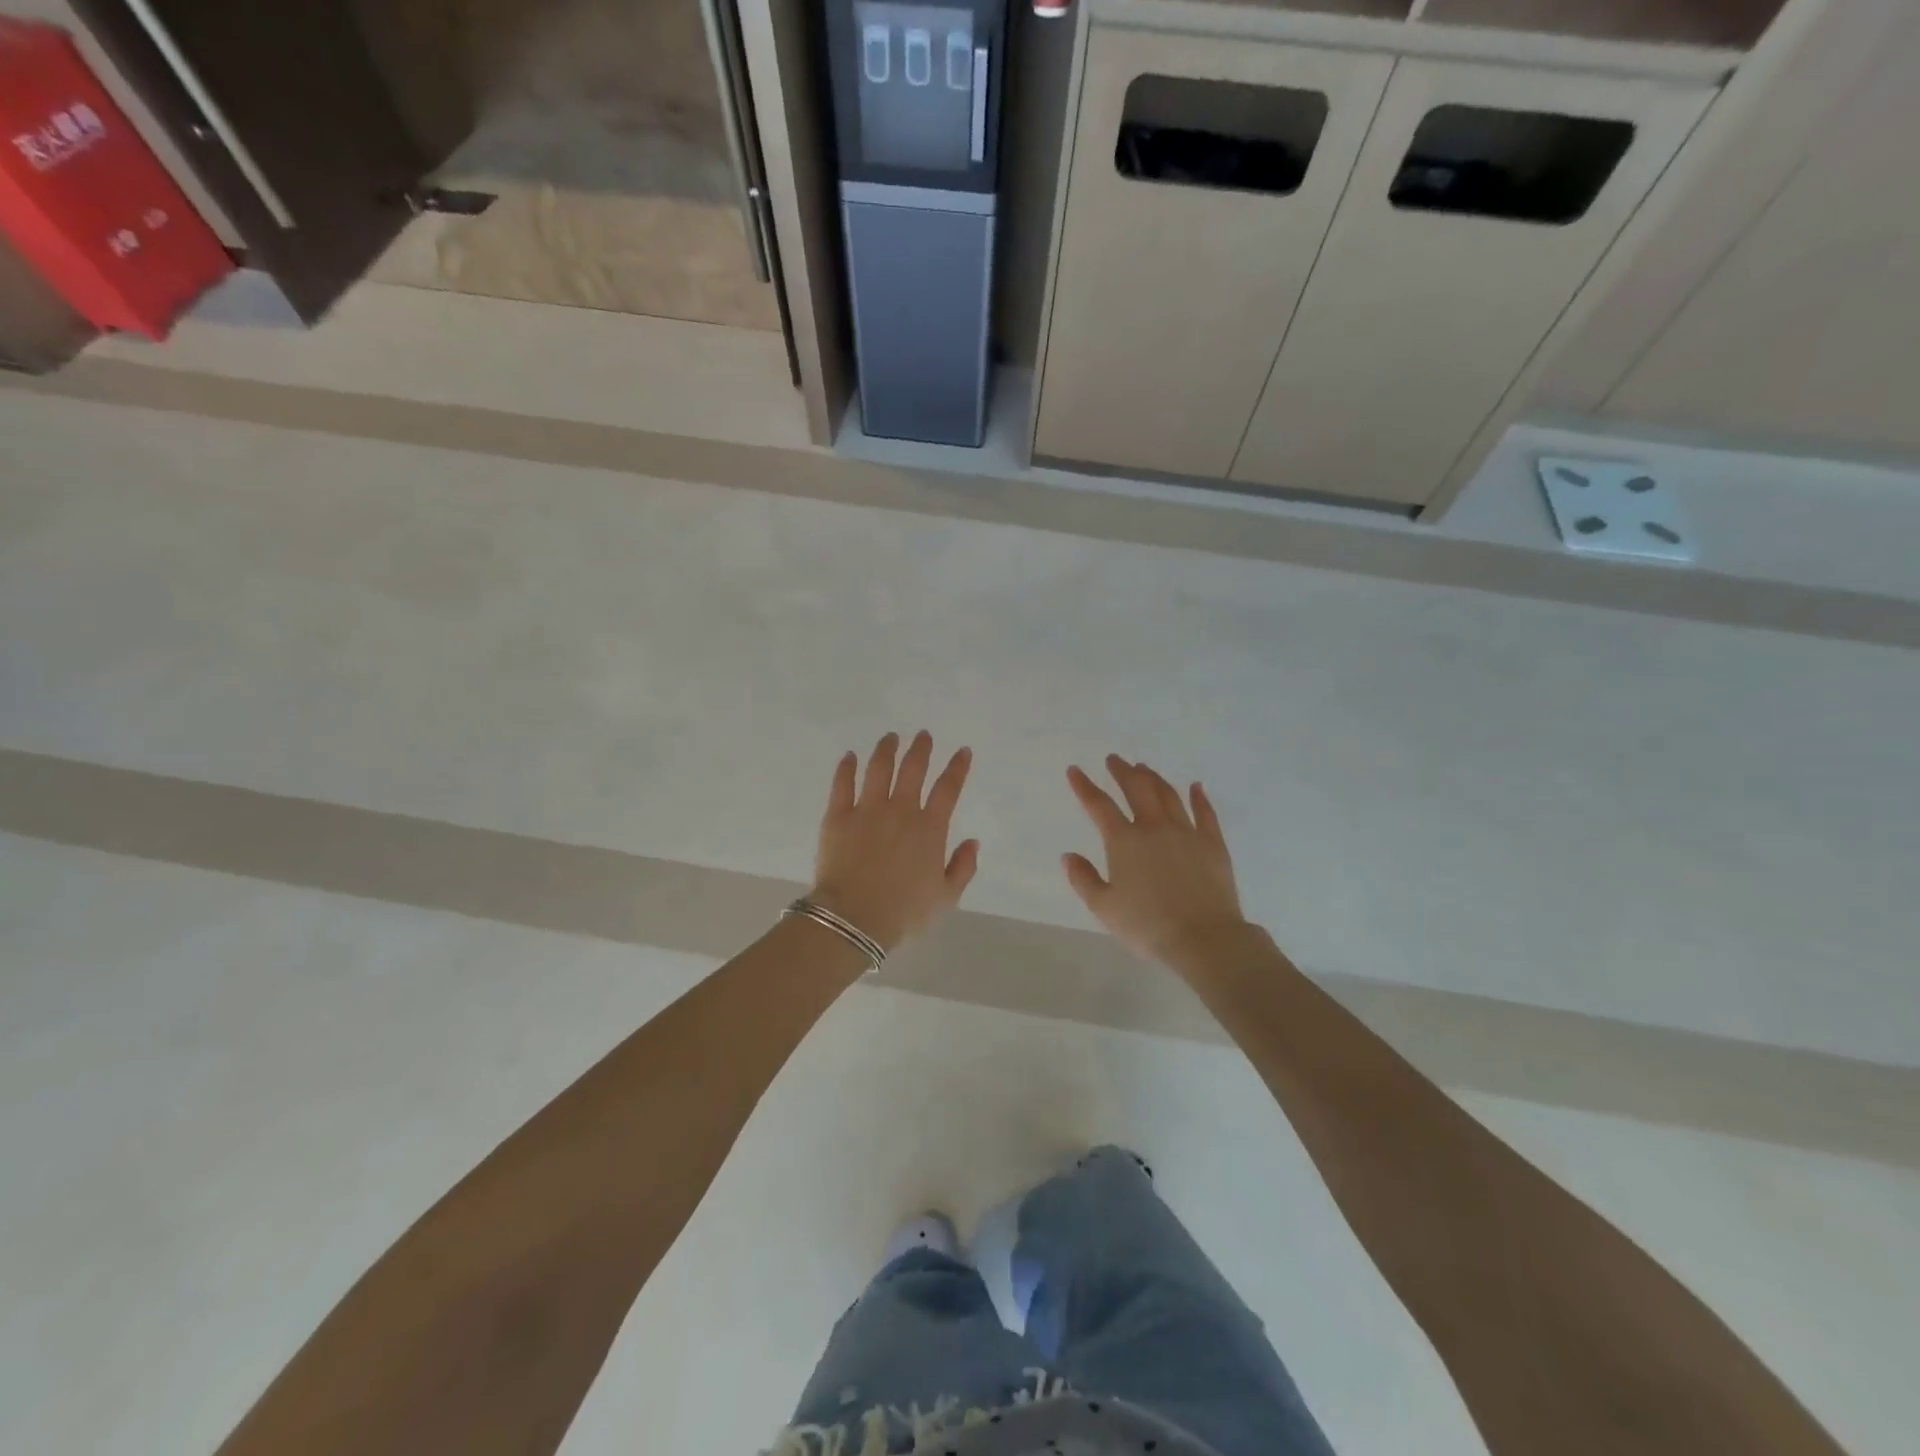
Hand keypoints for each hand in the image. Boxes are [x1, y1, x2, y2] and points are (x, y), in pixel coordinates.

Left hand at [812, 731, 979, 952]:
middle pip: (913, 769)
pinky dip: (847, 768)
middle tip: (923, 735)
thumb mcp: (946, 898)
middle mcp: (900, 811)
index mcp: (929, 829)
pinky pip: (842, 784)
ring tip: (891, 737)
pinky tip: (849, 756)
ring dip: (886, 749)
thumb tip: (972, 841)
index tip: (962, 751)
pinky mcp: (837, 816)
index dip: (957, 767)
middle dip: (920, 749)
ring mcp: (867, 810)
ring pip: (878, 769)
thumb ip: (963, 867)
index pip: (948, 789)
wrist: (854, 919)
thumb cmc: (904, 913)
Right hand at [1064, 756, 1248, 965]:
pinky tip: (1195, 787)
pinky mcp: (1212, 843)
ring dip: (1153, 778)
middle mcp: (1154, 827)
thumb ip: (1083, 879)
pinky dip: (1198, 797)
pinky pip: (1205, 813)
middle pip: (1136, 789)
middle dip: (1122, 771)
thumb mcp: (1104, 907)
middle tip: (1114, 759)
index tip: (1075, 770)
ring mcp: (1186, 832)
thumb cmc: (1147, 925)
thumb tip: (1069, 856)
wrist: (1203, 938)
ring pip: (1168, 795)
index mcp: (1124, 841)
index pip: (1099, 805)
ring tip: (1144, 768)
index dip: (1084, 786)